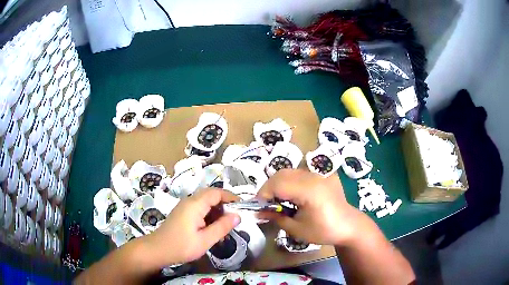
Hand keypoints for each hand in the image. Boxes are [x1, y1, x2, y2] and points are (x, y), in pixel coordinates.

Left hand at [144, 188, 240, 264]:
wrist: (157, 250)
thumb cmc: (181, 246)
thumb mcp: (205, 240)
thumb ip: (222, 227)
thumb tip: (238, 216)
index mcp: (195, 204)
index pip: (216, 192)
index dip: (231, 197)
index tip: (243, 207)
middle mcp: (189, 201)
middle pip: (211, 195)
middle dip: (225, 204)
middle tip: (235, 218)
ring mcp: (184, 206)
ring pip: (205, 202)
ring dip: (217, 211)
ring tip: (225, 226)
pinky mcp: (182, 213)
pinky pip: (199, 208)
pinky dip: (209, 215)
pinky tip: (212, 229)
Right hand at [257, 169, 360, 245]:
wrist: (349, 226)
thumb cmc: (324, 231)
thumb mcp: (297, 229)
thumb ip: (276, 217)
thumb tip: (257, 212)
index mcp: (309, 190)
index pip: (278, 184)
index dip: (263, 194)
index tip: (258, 206)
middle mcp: (314, 177)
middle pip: (282, 174)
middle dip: (269, 187)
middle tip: (266, 204)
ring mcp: (320, 174)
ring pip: (290, 171)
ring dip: (279, 183)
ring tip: (278, 200)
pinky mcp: (323, 175)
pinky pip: (301, 173)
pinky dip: (291, 182)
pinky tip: (293, 195)